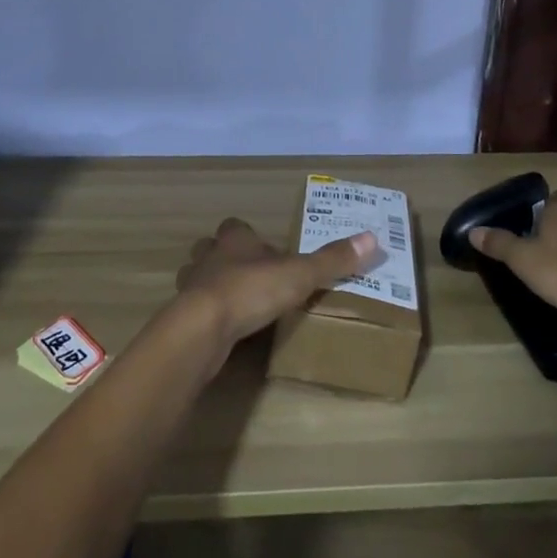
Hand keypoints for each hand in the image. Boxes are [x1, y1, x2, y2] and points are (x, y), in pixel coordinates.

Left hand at [176, 218, 379, 354]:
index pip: (236, 227)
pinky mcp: (184, 316)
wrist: (203, 328)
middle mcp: (210, 256)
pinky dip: (207, 315)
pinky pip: (195, 310)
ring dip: (212, 286)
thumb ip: (332, 260)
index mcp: (235, 239)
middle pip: (212, 248)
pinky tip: (223, 330)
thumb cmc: (251, 290)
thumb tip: (372, 238)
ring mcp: (192, 286)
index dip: (249, 236)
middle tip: (249, 275)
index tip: (266, 250)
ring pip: (198, 277)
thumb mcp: (300, 274)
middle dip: (226, 258)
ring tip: (234, 303)